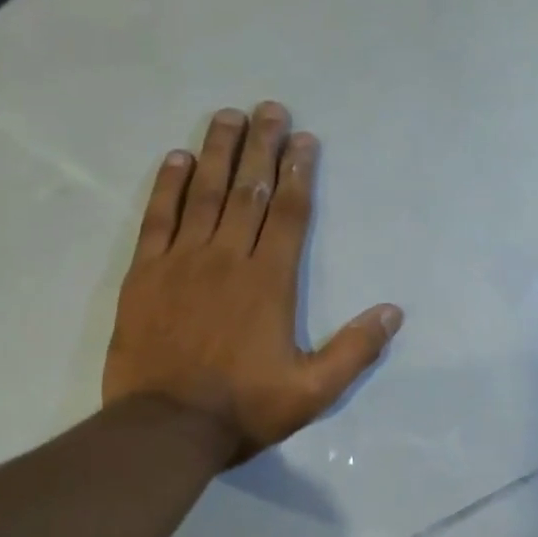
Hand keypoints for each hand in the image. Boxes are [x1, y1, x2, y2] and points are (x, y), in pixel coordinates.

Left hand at [102, 104, 401, 464]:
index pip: (288, 213)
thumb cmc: (244, 408)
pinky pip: (157, 218)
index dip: (298, 173)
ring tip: (229, 116)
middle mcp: (227, 259)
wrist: (165, 428)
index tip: (304, 140)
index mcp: (270, 282)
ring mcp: (182, 262)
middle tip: (270, 108)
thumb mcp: (314, 390)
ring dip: (219, 152)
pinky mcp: (145, 274)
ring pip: (204, 194)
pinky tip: (177, 158)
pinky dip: (168, 185)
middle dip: (262, 147)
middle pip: (248, 191)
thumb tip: (393, 313)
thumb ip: (355, 350)